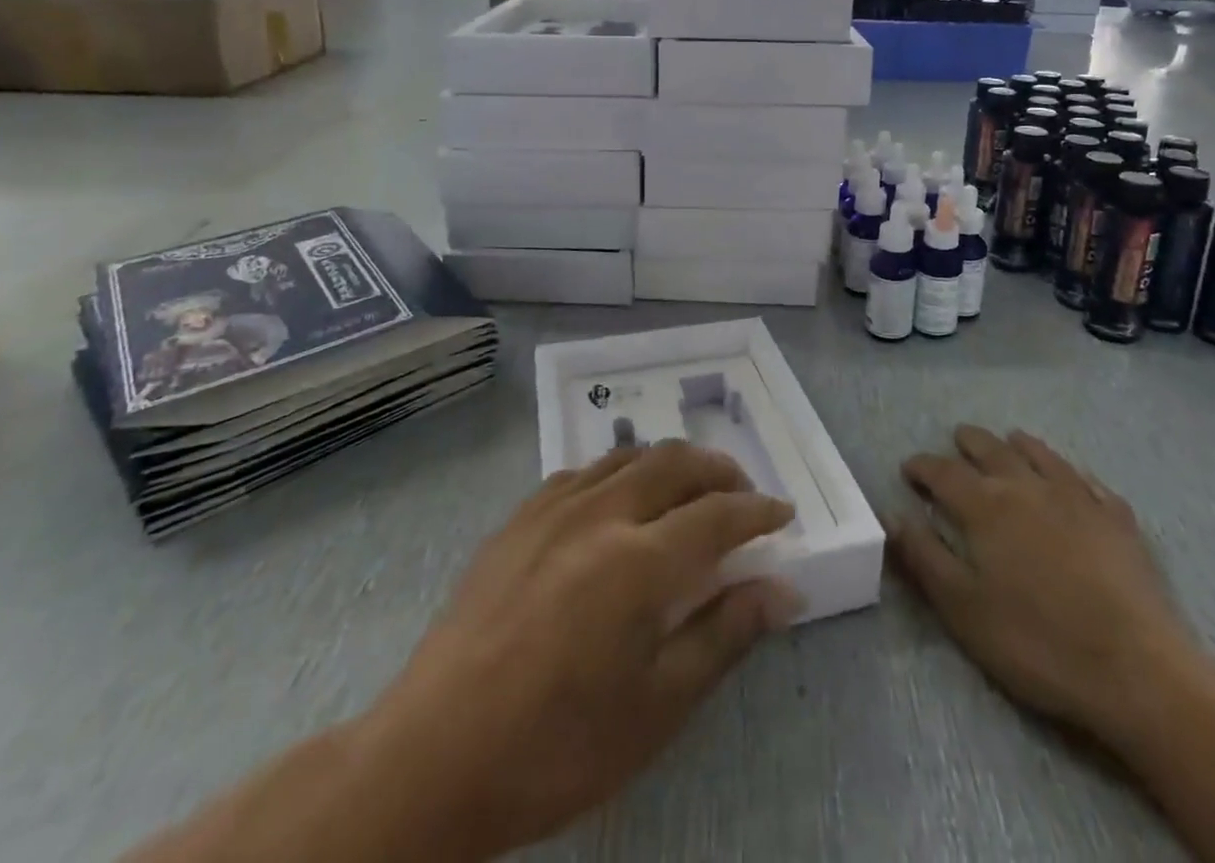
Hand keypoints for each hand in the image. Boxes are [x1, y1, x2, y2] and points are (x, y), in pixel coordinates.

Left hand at [356, 443, 799, 860]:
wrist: (430, 759)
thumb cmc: (555, 748)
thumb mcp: (656, 709)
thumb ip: (724, 635)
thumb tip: (782, 589)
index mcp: (638, 562)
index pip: (718, 515)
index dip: (758, 511)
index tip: (784, 515)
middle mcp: (601, 515)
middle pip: (676, 464)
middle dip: (720, 472)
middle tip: (743, 496)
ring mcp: (554, 509)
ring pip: (629, 456)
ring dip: (672, 463)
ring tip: (690, 490)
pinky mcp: (519, 518)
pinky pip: (584, 472)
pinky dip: (620, 472)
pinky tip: (619, 501)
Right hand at [889, 426, 1193, 745]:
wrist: (1136, 668)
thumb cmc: (1037, 642)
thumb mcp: (964, 609)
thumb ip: (924, 557)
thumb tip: (893, 514)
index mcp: (986, 506)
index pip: (943, 472)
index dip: (923, 467)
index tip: (909, 468)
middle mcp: (1027, 486)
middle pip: (991, 450)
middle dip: (969, 443)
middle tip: (957, 440)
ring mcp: (1077, 497)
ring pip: (1040, 455)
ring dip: (1019, 444)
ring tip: (1010, 439)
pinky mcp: (1117, 518)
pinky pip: (1088, 480)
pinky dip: (1070, 472)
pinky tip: (1073, 478)